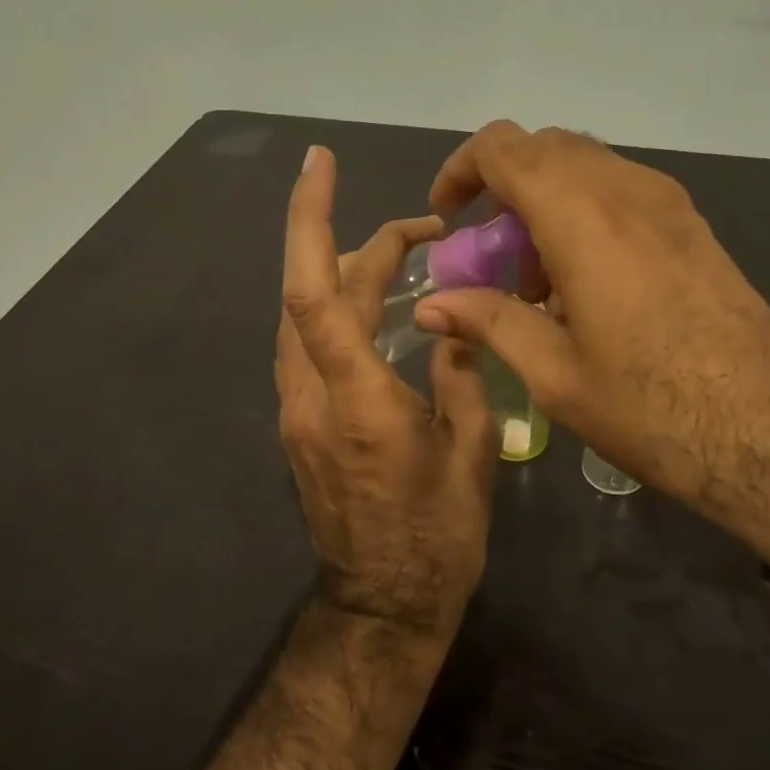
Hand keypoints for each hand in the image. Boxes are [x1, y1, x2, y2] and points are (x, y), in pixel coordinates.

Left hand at [276, 145, 497, 633]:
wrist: (384, 606)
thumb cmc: (438, 536)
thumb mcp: (472, 452)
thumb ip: (458, 374)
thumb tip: (451, 321)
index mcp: (356, 399)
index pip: (315, 290)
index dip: (312, 219)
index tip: (319, 164)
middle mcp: (311, 395)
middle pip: (312, 292)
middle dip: (358, 241)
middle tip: (425, 229)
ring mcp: (297, 411)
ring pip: (306, 317)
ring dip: (346, 274)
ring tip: (406, 257)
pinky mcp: (301, 423)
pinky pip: (311, 345)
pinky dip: (339, 309)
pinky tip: (381, 309)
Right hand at [414, 122, 769, 568]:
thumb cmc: (653, 407)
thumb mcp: (555, 374)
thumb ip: (489, 323)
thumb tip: (429, 307)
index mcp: (582, 216)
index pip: (503, 148)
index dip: (461, 170)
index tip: (448, 218)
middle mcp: (625, 190)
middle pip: (544, 149)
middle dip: (501, 188)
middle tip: (489, 253)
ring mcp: (667, 202)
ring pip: (584, 166)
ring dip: (544, 201)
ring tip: (536, 280)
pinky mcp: (691, 224)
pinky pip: (619, 191)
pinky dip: (582, 213)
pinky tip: (584, 283)